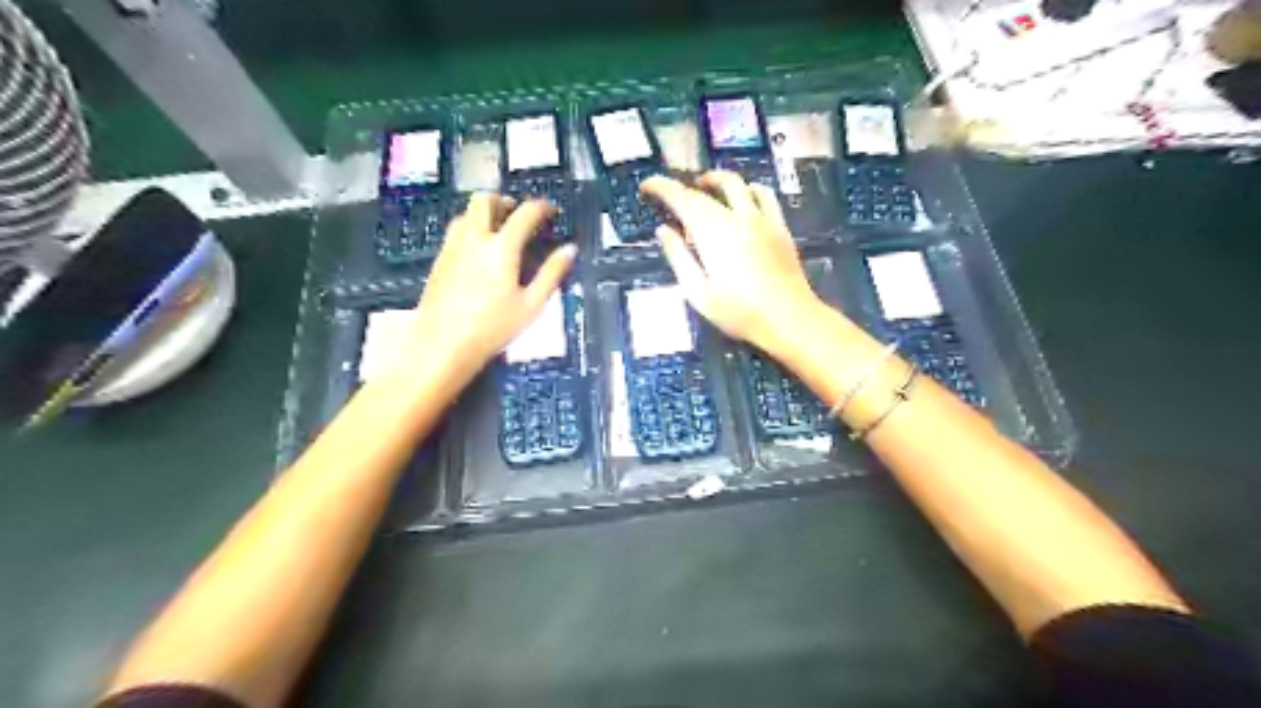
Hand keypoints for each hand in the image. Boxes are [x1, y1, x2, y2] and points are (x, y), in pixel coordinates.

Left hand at [407, 195, 577, 378]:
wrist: (442, 345)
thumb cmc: (493, 328)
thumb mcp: (531, 305)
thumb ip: (552, 273)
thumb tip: (570, 250)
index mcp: (502, 247)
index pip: (524, 214)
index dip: (541, 208)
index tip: (551, 210)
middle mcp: (474, 239)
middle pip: (485, 201)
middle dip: (504, 200)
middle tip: (518, 211)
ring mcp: (453, 247)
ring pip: (466, 213)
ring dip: (485, 212)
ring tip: (499, 227)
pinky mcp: (440, 260)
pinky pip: (456, 230)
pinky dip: (471, 227)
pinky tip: (479, 249)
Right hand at [641, 170, 829, 355]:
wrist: (788, 318)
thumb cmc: (739, 311)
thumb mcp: (698, 292)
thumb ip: (679, 257)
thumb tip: (664, 231)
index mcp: (712, 232)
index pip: (682, 198)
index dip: (662, 187)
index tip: (648, 186)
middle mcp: (736, 217)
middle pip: (707, 191)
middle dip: (685, 187)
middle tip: (672, 195)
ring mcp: (762, 219)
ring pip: (738, 184)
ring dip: (717, 180)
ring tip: (705, 188)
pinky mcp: (779, 227)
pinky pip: (764, 195)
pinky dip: (748, 189)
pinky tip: (744, 197)